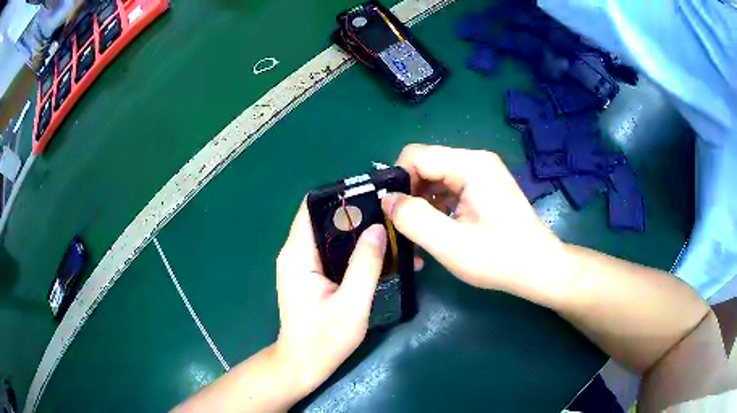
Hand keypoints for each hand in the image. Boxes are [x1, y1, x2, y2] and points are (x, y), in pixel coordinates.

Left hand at [274, 201, 386, 397]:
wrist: (303, 365)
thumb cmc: (323, 340)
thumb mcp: (351, 305)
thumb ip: (365, 265)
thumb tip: (378, 228)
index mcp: (298, 254)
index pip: (313, 206)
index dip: (341, 195)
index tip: (373, 194)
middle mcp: (296, 253)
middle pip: (326, 218)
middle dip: (359, 214)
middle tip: (392, 216)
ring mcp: (303, 264)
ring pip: (334, 235)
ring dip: (361, 234)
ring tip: (394, 236)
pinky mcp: (312, 275)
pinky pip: (335, 252)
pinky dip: (356, 251)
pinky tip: (382, 258)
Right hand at [381, 144, 569, 303]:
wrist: (539, 267)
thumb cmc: (500, 259)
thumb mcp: (452, 245)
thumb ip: (414, 219)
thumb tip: (387, 200)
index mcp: (471, 165)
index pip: (415, 156)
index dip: (397, 181)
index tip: (391, 213)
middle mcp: (476, 161)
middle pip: (425, 165)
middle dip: (410, 195)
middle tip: (403, 228)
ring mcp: (482, 173)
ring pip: (435, 178)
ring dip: (422, 204)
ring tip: (419, 235)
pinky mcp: (483, 187)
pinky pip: (449, 188)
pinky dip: (437, 208)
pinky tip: (437, 232)